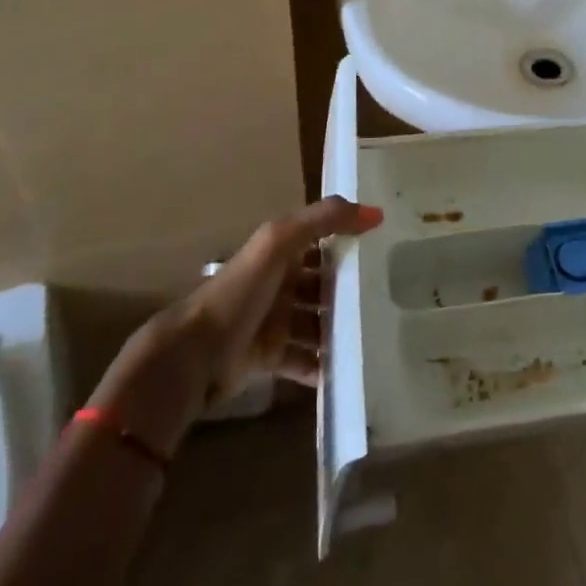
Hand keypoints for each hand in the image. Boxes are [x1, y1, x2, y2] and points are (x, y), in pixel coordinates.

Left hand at [87, 197, 383, 459]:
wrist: (195, 354)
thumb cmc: (240, 292)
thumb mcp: (280, 242)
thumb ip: (325, 219)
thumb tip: (377, 213)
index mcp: (280, 252)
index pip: (322, 240)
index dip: (350, 240)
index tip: (389, 247)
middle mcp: (279, 283)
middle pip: (323, 284)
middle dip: (351, 291)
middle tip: (390, 299)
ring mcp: (275, 321)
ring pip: (317, 322)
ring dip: (341, 330)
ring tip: (376, 338)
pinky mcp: (270, 357)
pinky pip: (304, 360)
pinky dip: (323, 366)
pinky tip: (348, 372)